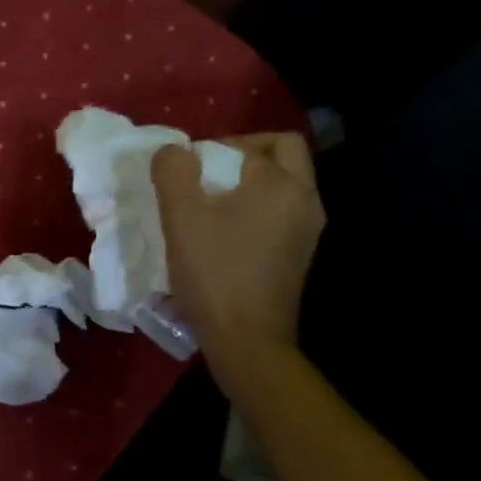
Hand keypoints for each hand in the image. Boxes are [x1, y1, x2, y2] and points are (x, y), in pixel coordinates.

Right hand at [152, 134, 325, 379]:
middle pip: (282, 155)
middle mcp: (306, 201)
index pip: (257, 141)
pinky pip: (281, 213)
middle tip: (208, 175)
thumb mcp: (181, 215)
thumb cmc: (214, 271)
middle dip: (244, 156)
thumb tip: (174, 151)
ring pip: (283, 186)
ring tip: (210, 205)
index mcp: (283, 184)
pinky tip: (224, 233)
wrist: (247, 339)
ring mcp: (308, 231)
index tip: (191, 168)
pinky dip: (255, 209)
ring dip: (249, 184)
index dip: (220, 145)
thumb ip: (173, 171)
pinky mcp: (299, 255)